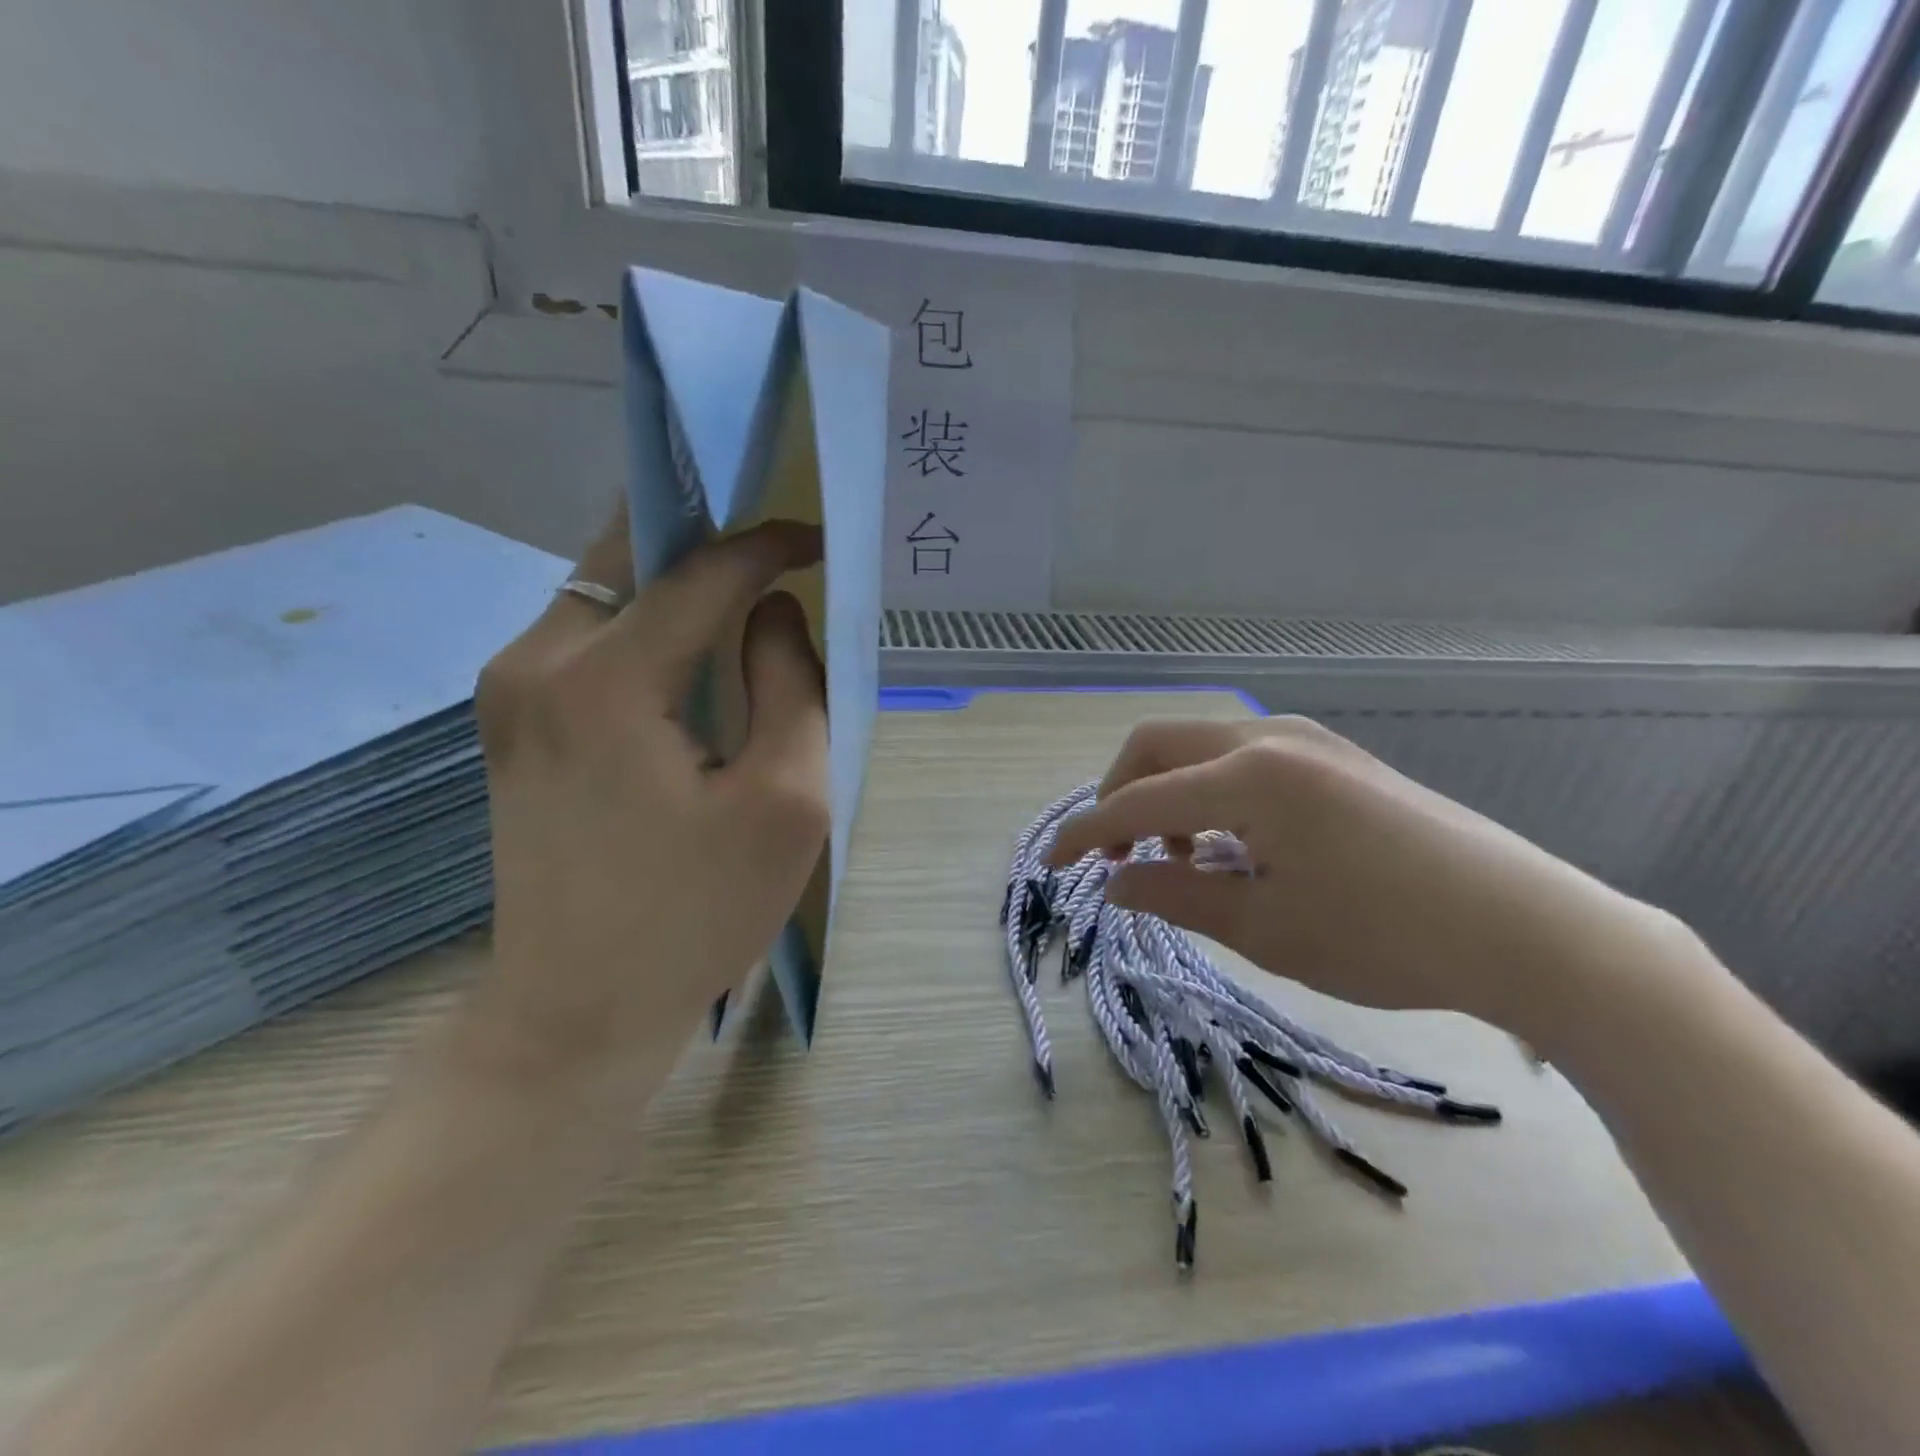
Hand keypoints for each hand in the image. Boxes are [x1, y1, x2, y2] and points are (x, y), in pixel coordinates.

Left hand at [464, 505, 828, 1087]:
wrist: (578, 1010)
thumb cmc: (697, 912)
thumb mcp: (786, 800)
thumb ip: (793, 684)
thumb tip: (775, 612)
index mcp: (605, 679)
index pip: (701, 571)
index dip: (768, 544)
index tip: (820, 541)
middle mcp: (536, 660)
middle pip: (631, 553)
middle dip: (709, 537)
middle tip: (776, 547)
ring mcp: (509, 689)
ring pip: (604, 589)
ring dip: (676, 581)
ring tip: (744, 595)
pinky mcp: (511, 721)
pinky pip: (587, 635)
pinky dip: (647, 622)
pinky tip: (691, 655)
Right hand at [1045, 717, 1686, 1046]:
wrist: (1526, 928)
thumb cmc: (1386, 938)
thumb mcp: (1265, 929)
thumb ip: (1175, 897)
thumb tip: (1113, 884)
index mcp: (1248, 778)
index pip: (1137, 801)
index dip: (1086, 834)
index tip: (1052, 865)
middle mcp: (1269, 739)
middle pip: (1157, 745)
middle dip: (1120, 796)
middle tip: (1121, 859)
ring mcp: (1307, 740)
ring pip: (1200, 745)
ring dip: (1167, 793)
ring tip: (1182, 861)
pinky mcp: (1334, 756)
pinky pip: (1242, 756)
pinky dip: (1211, 792)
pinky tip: (1235, 844)